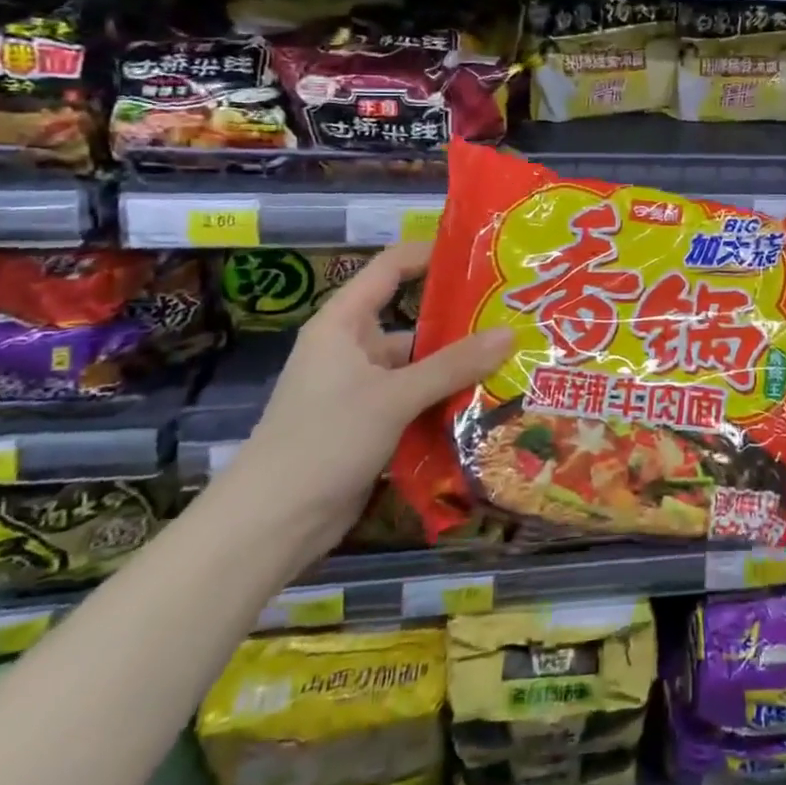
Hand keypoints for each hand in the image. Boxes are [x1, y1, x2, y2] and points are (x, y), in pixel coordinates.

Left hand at [227, 241, 513, 563]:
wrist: (268, 528)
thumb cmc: (323, 442)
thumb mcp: (393, 397)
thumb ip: (453, 365)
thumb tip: (511, 333)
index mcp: (344, 324)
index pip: (390, 268)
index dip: (431, 255)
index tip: (481, 258)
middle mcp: (354, 349)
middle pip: (415, 322)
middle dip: (463, 323)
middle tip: (516, 318)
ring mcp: (363, 389)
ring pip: (421, 367)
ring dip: (460, 369)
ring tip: (515, 362)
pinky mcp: (372, 426)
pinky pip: (418, 402)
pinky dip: (447, 402)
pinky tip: (489, 405)